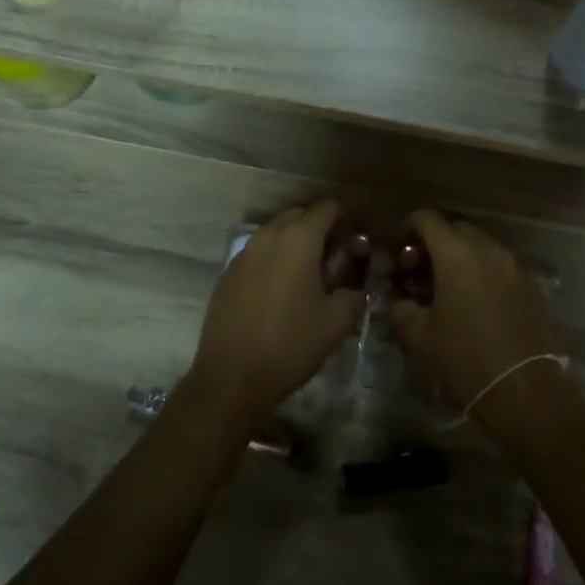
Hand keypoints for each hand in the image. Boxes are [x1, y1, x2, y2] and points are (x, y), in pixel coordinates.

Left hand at [187, 199, 367, 429]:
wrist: (231, 377)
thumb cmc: (291, 344)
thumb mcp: (337, 322)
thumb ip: (355, 294)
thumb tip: (356, 287)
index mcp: (299, 239)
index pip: (327, 207)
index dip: (347, 219)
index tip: (356, 242)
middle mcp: (268, 236)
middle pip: (300, 215)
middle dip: (320, 229)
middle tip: (335, 259)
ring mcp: (243, 253)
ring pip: (276, 233)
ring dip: (295, 244)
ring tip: (308, 276)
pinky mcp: (227, 273)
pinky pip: (257, 254)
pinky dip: (273, 260)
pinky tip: (279, 292)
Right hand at [389, 210, 569, 429]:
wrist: (525, 390)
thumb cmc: (465, 359)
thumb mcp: (419, 336)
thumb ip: (402, 308)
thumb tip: (400, 298)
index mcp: (456, 253)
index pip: (427, 218)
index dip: (409, 229)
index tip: (400, 253)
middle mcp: (487, 248)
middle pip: (456, 228)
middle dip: (436, 243)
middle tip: (422, 272)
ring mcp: (513, 265)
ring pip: (481, 246)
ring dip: (461, 257)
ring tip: (449, 289)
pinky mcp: (531, 284)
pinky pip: (500, 265)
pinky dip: (484, 272)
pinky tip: (477, 303)